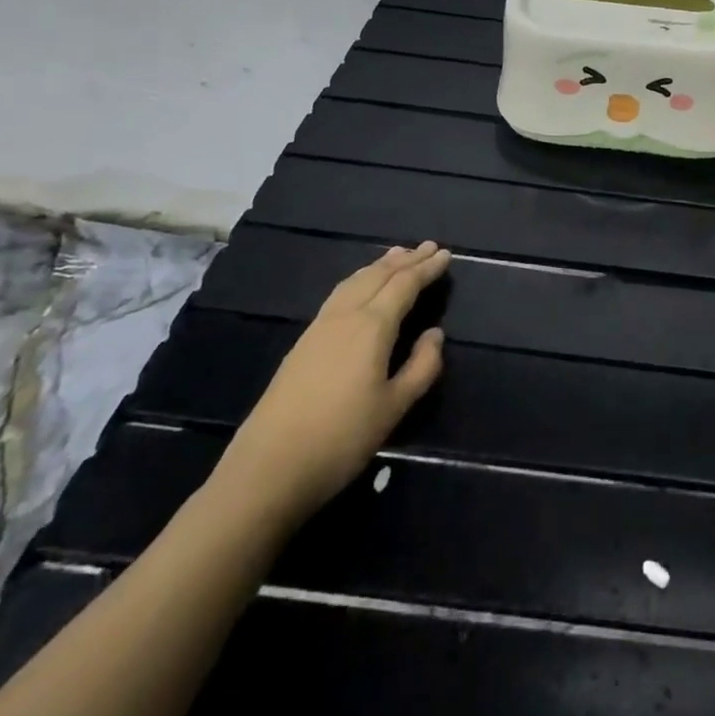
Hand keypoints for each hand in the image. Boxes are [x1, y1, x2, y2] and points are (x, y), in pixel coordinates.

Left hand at [215, 242, 450, 526]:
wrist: (268, 468)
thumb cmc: (341, 439)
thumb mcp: (394, 408)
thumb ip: (422, 367)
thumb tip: (435, 334)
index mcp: (372, 327)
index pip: (404, 285)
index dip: (427, 269)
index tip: (446, 254)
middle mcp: (345, 316)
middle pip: (378, 276)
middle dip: (406, 260)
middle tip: (428, 246)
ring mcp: (319, 327)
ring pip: (354, 281)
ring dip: (380, 265)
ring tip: (397, 255)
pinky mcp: (303, 342)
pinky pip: (339, 294)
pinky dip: (359, 279)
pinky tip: (360, 287)